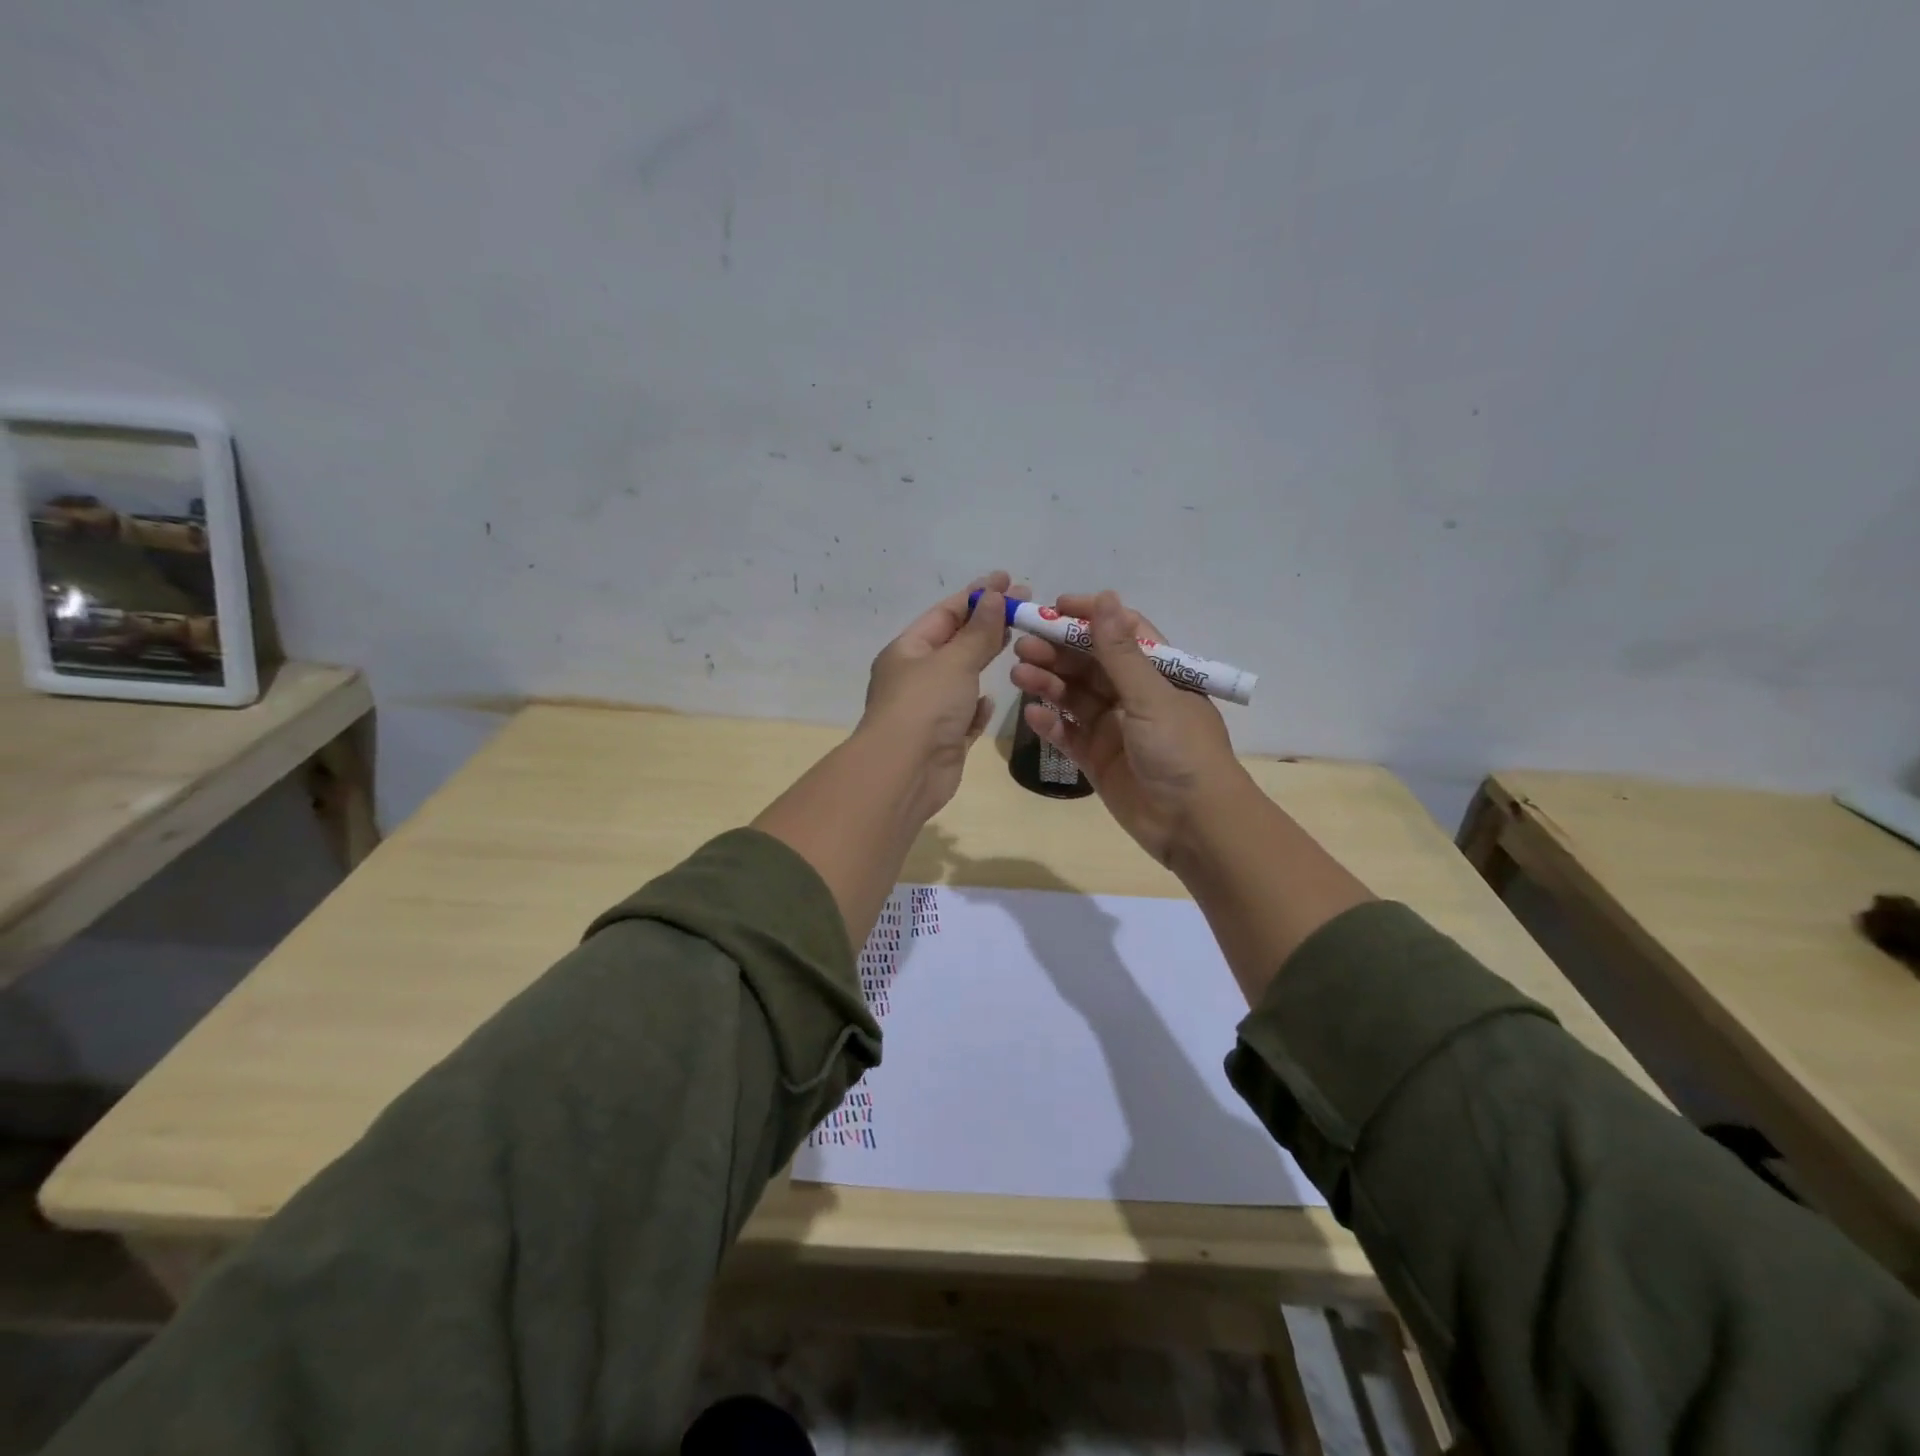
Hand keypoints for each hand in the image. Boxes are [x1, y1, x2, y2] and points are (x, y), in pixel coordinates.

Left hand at [857, 570, 1029, 816]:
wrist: (905, 772)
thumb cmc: (925, 706)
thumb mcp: (954, 660)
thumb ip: (978, 631)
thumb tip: (995, 597)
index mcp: (907, 651)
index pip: (945, 614)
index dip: (977, 595)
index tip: (1009, 580)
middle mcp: (915, 678)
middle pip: (955, 643)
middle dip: (987, 624)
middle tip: (1025, 606)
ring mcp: (929, 711)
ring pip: (961, 680)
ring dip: (983, 661)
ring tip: (1017, 642)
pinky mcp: (944, 741)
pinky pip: (964, 717)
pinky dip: (977, 706)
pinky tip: (991, 700)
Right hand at [1009, 590, 1244, 865]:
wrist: (1193, 825)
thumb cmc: (1180, 751)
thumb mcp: (1151, 696)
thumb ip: (1120, 652)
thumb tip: (1105, 598)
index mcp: (1158, 673)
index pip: (1121, 632)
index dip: (1089, 617)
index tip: (1054, 609)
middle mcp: (1134, 696)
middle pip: (1090, 664)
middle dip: (1057, 651)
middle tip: (1022, 645)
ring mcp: (1114, 728)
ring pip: (1074, 697)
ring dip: (1048, 683)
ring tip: (1018, 674)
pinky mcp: (1097, 759)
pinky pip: (1068, 734)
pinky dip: (1051, 724)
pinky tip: (1033, 715)